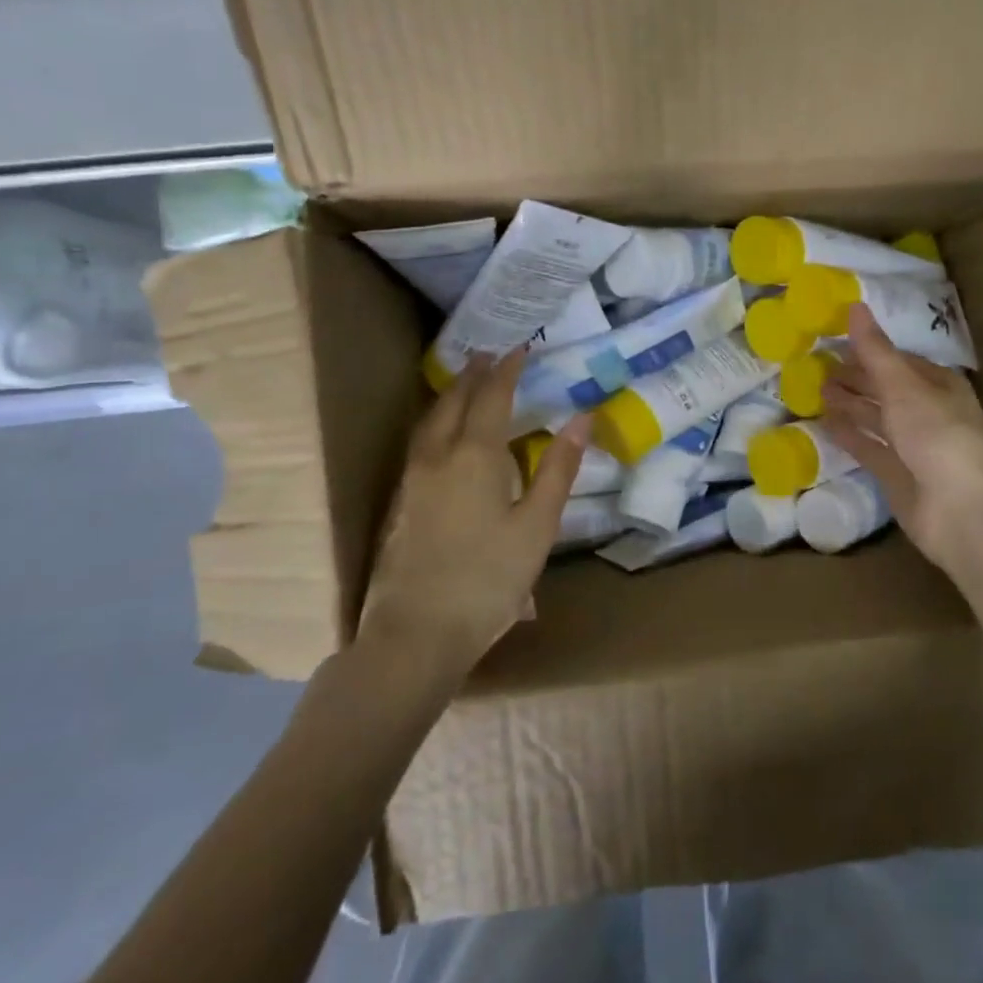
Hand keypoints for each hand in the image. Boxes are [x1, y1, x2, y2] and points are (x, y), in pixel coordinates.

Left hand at [359, 348, 589, 669]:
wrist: (416, 634)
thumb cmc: (488, 579)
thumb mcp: (537, 525)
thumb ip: (558, 469)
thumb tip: (582, 418)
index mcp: (474, 457)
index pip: (492, 398)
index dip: (508, 370)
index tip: (520, 348)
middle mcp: (437, 458)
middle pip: (453, 403)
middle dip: (473, 375)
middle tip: (488, 355)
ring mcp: (412, 482)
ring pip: (429, 423)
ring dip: (449, 396)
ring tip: (463, 385)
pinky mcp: (400, 506)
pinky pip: (419, 444)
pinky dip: (435, 424)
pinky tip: (441, 439)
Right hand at [819, 304, 982, 572]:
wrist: (961, 510)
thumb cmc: (937, 435)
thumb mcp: (902, 386)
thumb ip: (875, 350)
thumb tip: (854, 305)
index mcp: (939, 385)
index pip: (898, 360)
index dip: (868, 350)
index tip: (833, 341)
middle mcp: (927, 412)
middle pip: (885, 389)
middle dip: (855, 377)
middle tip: (816, 366)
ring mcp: (912, 446)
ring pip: (875, 418)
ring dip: (848, 404)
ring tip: (815, 389)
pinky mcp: (897, 475)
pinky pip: (867, 447)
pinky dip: (847, 434)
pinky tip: (824, 423)